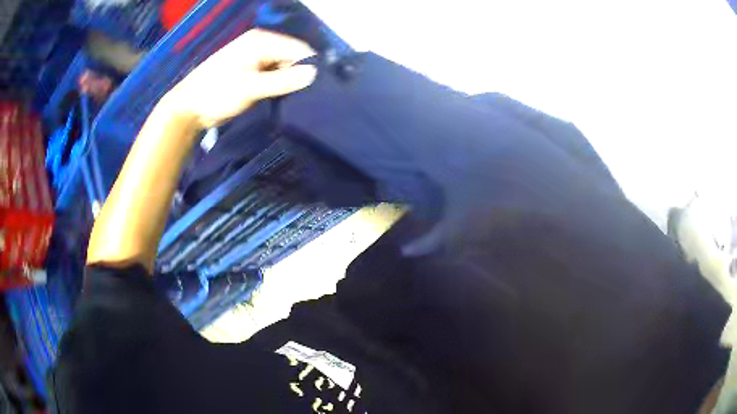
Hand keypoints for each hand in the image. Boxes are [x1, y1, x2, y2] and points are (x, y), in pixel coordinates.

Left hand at [165, 29, 316, 128]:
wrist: (188, 108)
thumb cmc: (216, 93)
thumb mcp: (250, 87)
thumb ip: (282, 80)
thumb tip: (314, 74)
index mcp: (261, 41)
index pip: (297, 49)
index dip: (309, 66)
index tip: (319, 88)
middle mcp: (261, 45)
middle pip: (291, 57)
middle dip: (300, 74)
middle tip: (309, 97)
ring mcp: (255, 59)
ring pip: (283, 67)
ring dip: (290, 81)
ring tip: (299, 99)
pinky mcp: (251, 72)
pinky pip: (273, 75)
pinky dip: (280, 85)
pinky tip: (285, 97)